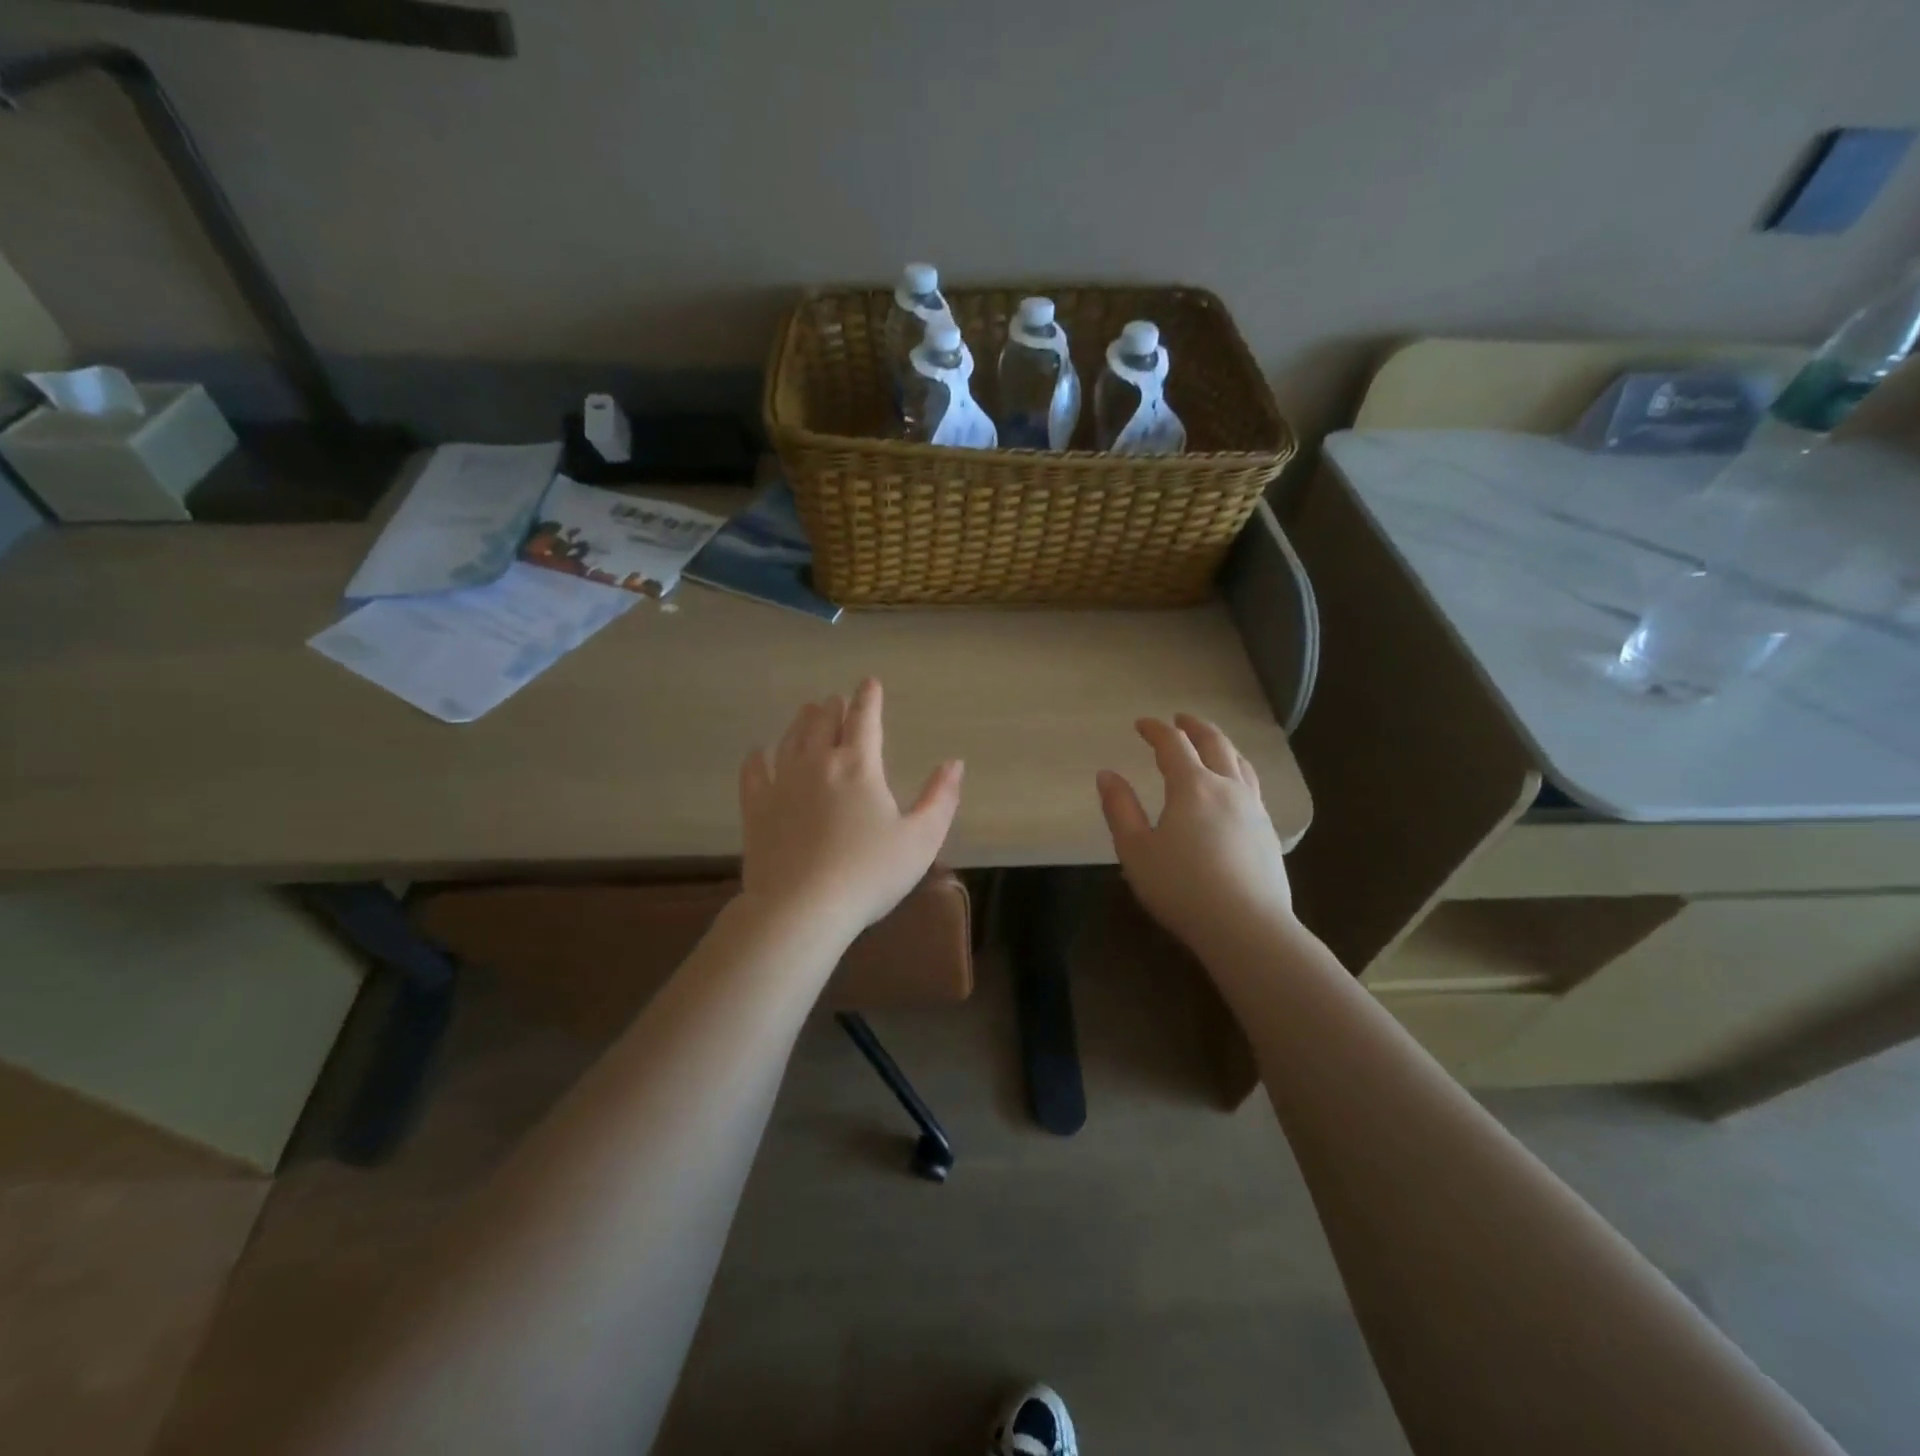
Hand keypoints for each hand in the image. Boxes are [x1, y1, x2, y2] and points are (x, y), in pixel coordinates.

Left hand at [738, 679, 963, 942]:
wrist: (801, 908)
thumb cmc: (869, 874)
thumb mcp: (921, 839)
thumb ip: (940, 798)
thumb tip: (954, 763)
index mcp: (859, 766)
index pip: (865, 719)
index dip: (869, 698)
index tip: (869, 682)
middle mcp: (818, 764)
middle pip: (823, 723)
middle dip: (832, 707)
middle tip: (835, 700)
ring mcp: (782, 784)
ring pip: (790, 740)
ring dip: (801, 723)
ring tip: (806, 712)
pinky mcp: (756, 809)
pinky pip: (753, 773)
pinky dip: (757, 758)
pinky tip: (757, 753)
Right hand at [1096, 714, 1293, 955]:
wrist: (1247, 927)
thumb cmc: (1182, 888)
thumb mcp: (1136, 851)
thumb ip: (1120, 809)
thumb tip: (1106, 775)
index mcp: (1192, 786)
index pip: (1173, 744)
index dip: (1156, 729)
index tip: (1142, 724)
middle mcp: (1227, 788)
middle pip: (1214, 744)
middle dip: (1195, 727)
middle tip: (1181, 719)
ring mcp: (1254, 809)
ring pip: (1240, 763)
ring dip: (1222, 745)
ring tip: (1211, 745)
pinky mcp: (1268, 832)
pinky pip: (1253, 787)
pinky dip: (1238, 772)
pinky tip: (1234, 789)